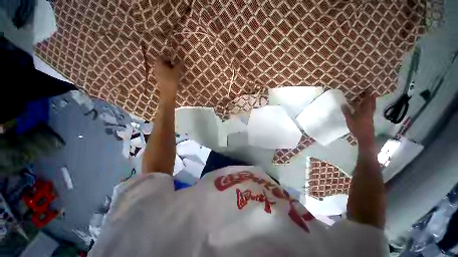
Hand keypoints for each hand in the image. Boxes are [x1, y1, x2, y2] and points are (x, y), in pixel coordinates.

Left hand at [154, 59, 181, 99]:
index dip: (167, 57)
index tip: (173, 60)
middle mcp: (156, 67)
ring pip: (161, 68)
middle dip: (167, 63)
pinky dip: (166, 72)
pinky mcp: (159, 79)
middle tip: (174, 65)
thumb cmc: (171, 80)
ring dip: (167, 68)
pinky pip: (162, 73)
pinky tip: (172, 76)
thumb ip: (179, 65)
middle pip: (161, 62)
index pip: (161, 57)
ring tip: (174, 71)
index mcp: (159, 63)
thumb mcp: (176, 72)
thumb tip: (182, 60)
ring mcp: (156, 73)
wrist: (167, 92)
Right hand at [342, 95, 375, 146]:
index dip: (367, 95)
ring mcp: (370, 116)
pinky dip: (369, 107)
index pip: (366, 101)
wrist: (366, 137)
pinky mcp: (370, 119)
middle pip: (371, 103)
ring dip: (371, 102)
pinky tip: (366, 108)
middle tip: (370, 92)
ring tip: (370, 98)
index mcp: (364, 111)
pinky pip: (370, 110)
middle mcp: (369, 112)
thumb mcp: (350, 120)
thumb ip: (347, 112)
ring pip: (371, 107)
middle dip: (371, 97)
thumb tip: (343, 104)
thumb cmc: (357, 128)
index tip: (368, 89)